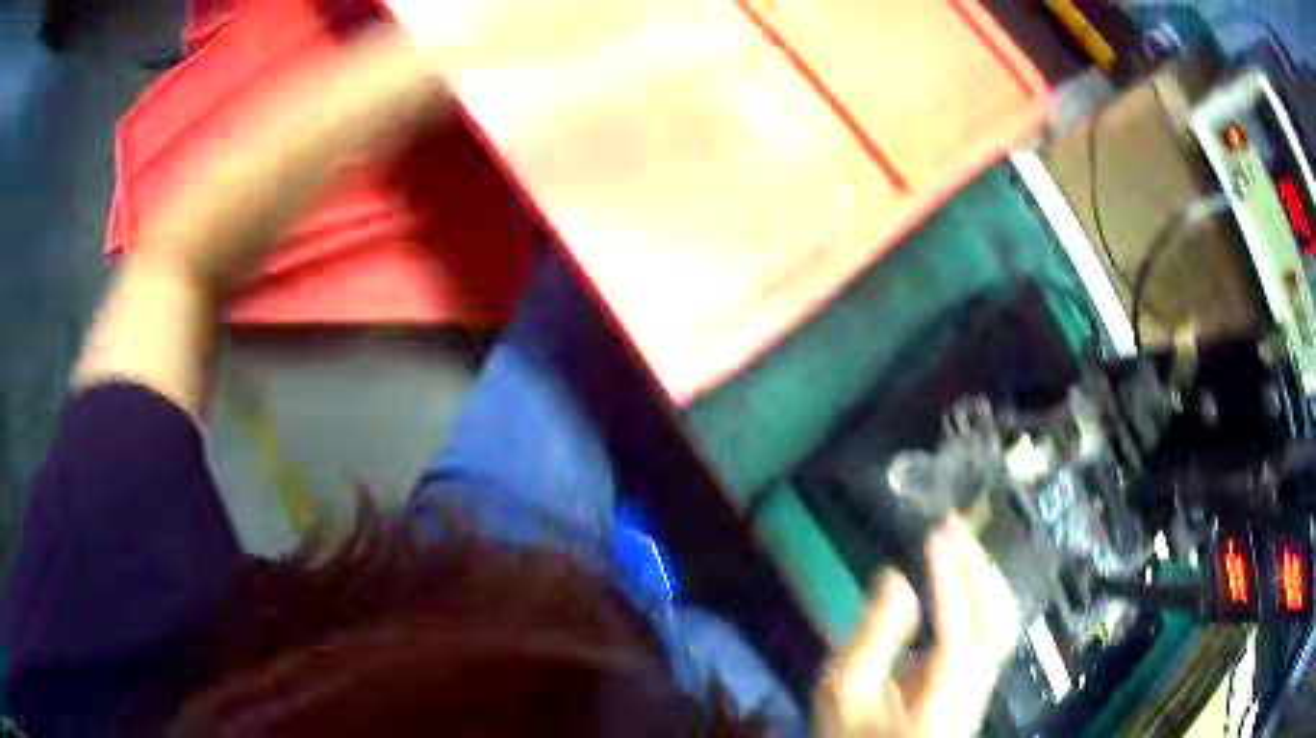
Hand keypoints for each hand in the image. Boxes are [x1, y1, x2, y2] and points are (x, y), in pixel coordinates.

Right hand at [814, 517, 1018, 737]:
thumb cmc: (855, 733)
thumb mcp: (846, 692)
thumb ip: (871, 639)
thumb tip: (896, 581)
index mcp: (945, 695)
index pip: (961, 626)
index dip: (950, 577)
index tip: (935, 534)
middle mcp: (977, 686)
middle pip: (997, 619)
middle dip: (977, 564)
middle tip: (952, 524)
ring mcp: (984, 683)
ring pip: (1004, 621)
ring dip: (986, 575)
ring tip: (962, 541)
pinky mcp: (979, 679)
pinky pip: (994, 627)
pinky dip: (985, 593)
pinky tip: (967, 577)